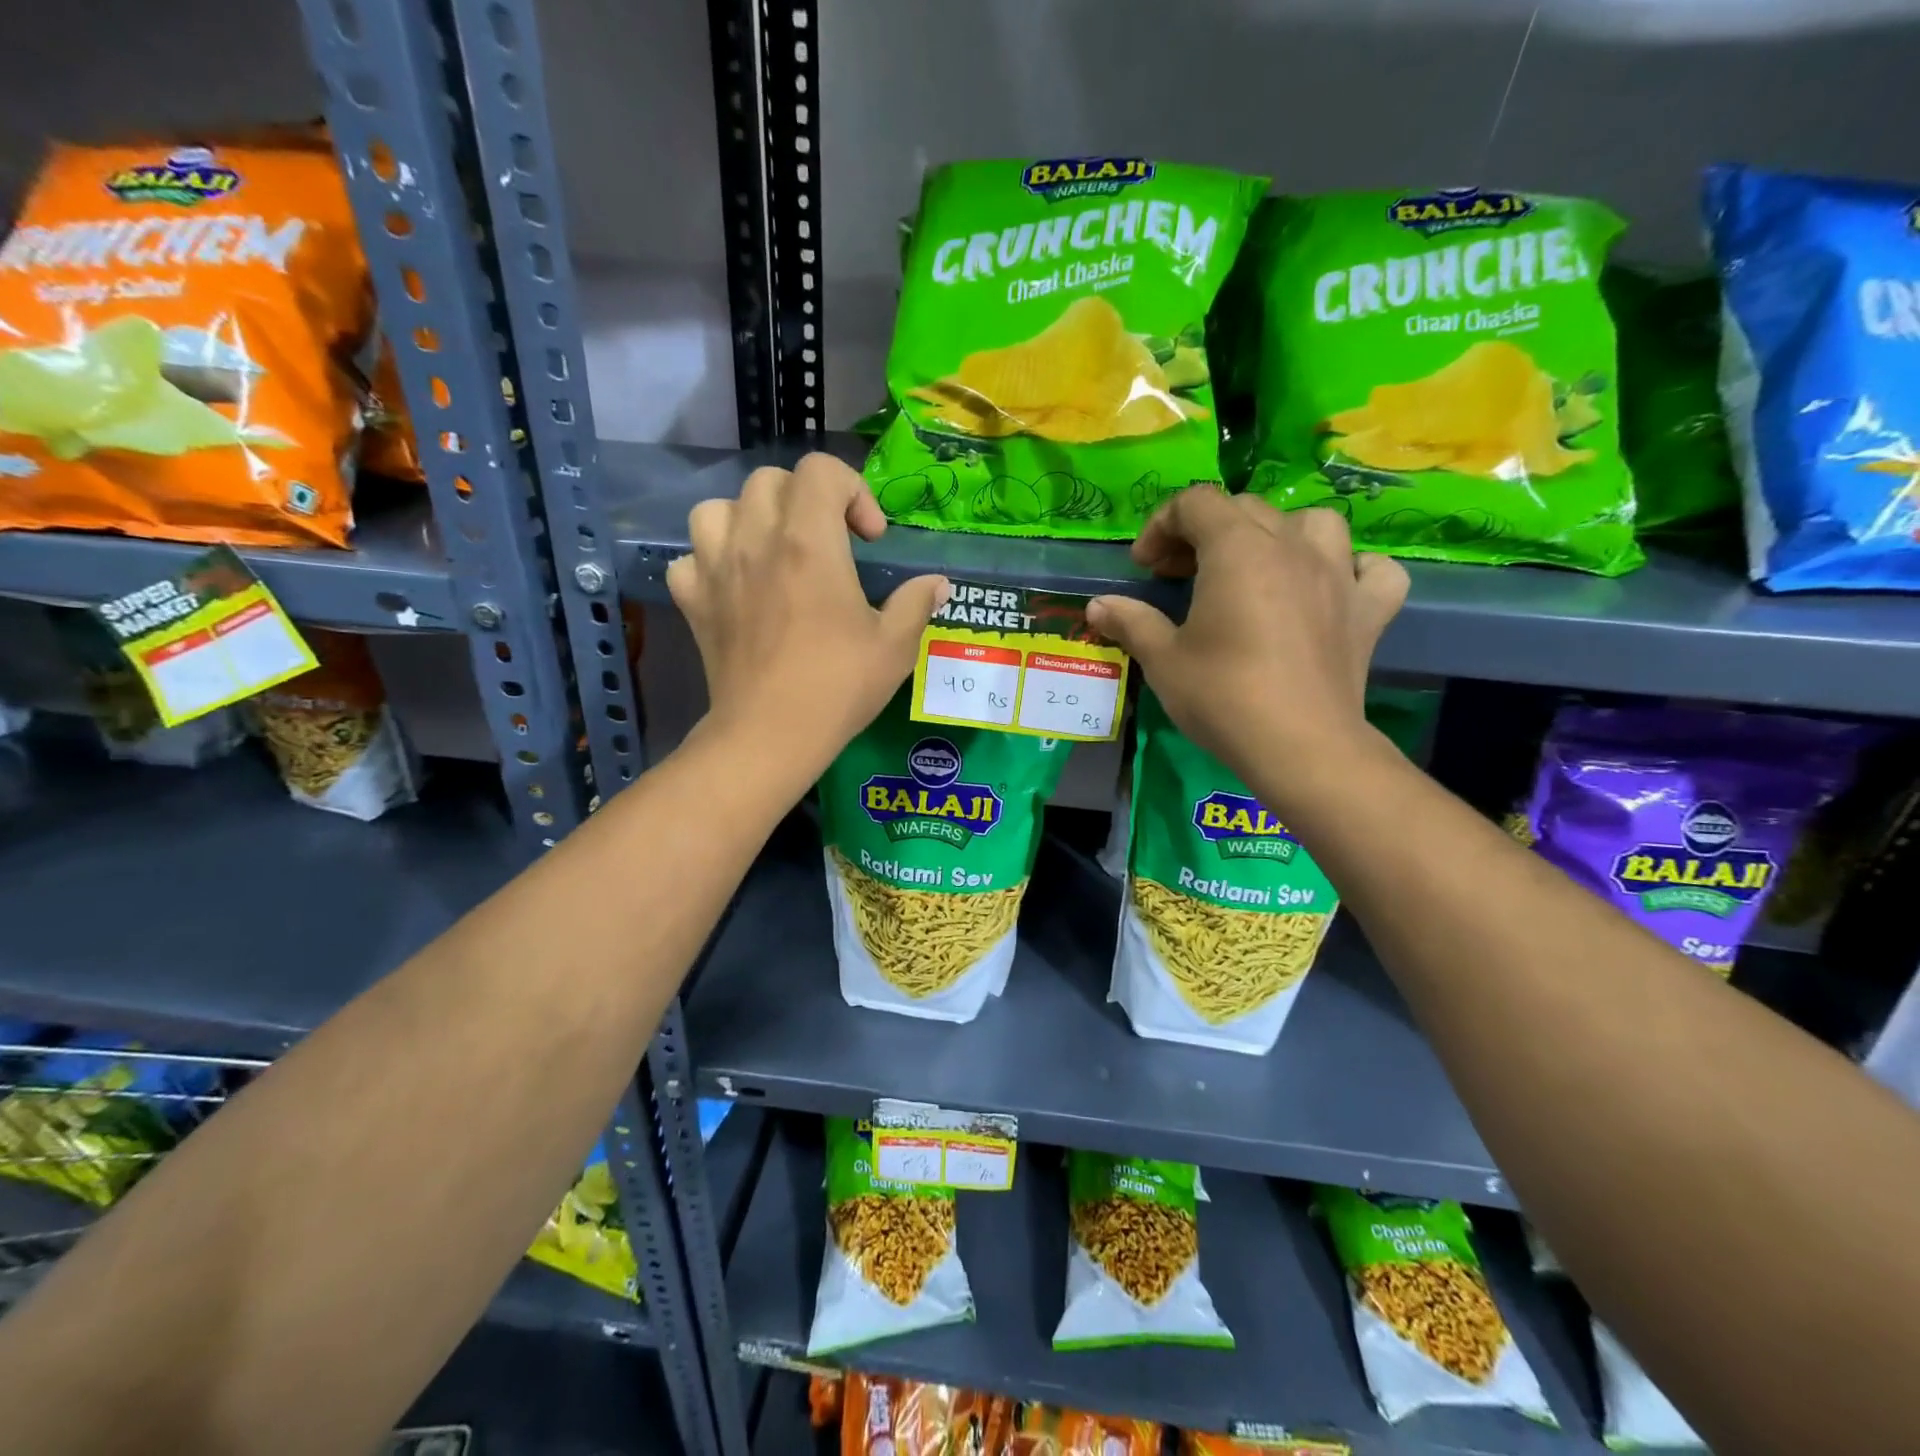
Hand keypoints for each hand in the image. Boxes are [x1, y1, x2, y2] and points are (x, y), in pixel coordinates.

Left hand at [667, 453, 948, 780]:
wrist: (769, 735)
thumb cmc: (838, 687)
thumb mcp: (894, 647)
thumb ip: (916, 603)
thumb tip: (937, 584)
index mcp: (809, 542)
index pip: (821, 470)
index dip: (853, 491)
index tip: (869, 538)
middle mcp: (756, 540)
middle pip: (771, 481)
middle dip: (806, 500)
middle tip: (829, 543)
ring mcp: (716, 568)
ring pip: (718, 508)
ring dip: (749, 519)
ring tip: (773, 551)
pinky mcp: (693, 600)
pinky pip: (691, 558)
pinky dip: (711, 562)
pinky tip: (735, 586)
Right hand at [1086, 489, 1407, 791]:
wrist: (1299, 747)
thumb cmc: (1222, 697)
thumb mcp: (1163, 659)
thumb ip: (1131, 621)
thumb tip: (1098, 605)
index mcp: (1238, 549)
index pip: (1196, 502)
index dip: (1161, 525)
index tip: (1144, 567)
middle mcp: (1291, 546)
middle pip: (1246, 509)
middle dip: (1204, 532)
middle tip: (1180, 575)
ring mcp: (1339, 575)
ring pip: (1314, 522)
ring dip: (1278, 535)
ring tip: (1257, 568)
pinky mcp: (1369, 610)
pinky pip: (1372, 569)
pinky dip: (1350, 570)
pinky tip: (1330, 588)